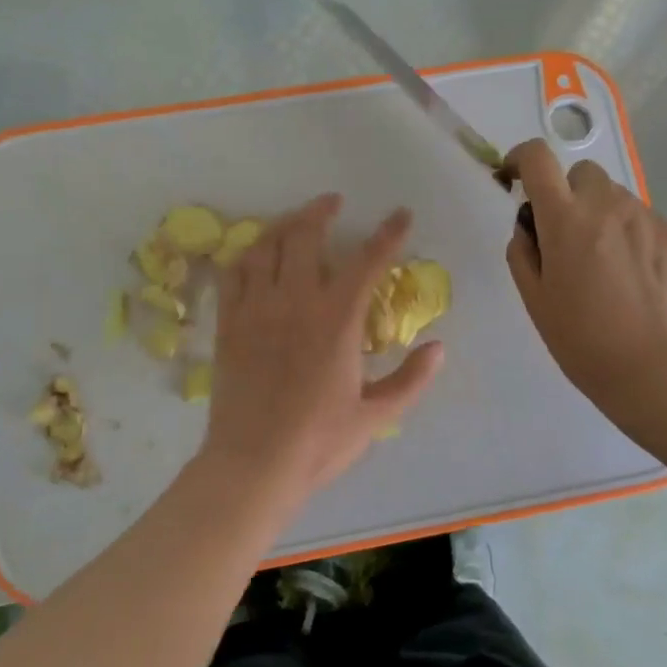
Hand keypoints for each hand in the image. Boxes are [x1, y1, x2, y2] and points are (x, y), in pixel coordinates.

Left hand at [201, 194, 443, 501]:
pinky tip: (254, 253)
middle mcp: (294, 302)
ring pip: (265, 247)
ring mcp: (256, 310)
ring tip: (295, 219)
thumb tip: (438, 348)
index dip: (388, 234)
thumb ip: (411, 380)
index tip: (400, 215)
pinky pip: (232, 274)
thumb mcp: (375, 416)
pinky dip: (245, 254)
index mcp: (336, 321)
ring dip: (282, 224)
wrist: (252, 464)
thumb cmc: (318, 442)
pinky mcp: (228, 324)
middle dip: (321, 211)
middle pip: (305, 237)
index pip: (367, 262)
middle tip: (333, 203)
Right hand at [504, 139, 666, 418]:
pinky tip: (634, 277)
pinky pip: (644, 220)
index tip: (516, 176)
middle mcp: (608, 206)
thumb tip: (529, 227)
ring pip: (615, 197)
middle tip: (567, 236)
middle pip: (582, 173)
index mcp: (566, 220)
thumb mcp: (534, 298)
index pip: (539, 159)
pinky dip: (630, 236)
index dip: (521, 158)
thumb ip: (522, 251)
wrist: (652, 370)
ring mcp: (648, 218)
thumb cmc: (581, 340)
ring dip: (601, 215)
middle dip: (568, 193)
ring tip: (605, 264)